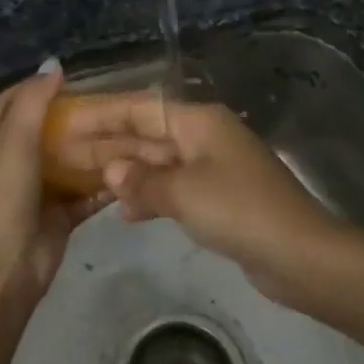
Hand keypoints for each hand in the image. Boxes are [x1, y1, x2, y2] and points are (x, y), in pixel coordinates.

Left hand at [0, 64, 168, 296]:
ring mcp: (37, 191)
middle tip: (109, 103)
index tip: (71, 77)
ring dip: (93, 150)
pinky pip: (85, 193)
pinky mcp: (59, 215)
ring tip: (127, 130)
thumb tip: (54, 65)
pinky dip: (104, 183)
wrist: (8, 268)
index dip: (37, 87)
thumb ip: (32, 102)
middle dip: (74, 118)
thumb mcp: (14, 142)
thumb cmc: (4, 198)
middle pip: (45, 131)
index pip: (12, 102)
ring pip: (69, 162)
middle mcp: (12, 163)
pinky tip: (130, 169)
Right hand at [63, 92, 343, 302]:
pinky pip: (172, 189)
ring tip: (83, 181)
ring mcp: (212, 168)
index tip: (65, 120)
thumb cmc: (240, 211)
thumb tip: (110, 171)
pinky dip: (149, 197)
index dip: (100, 114)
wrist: (301, 256)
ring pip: (157, 163)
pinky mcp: (218, 199)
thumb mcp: (185, 192)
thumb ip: (143, 180)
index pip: (139, 108)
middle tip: (62, 153)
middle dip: (107, 144)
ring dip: (125, 172)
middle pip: (146, 134)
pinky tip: (124, 211)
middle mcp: (203, 137)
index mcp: (198, 121)